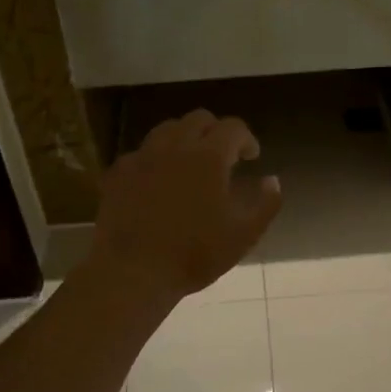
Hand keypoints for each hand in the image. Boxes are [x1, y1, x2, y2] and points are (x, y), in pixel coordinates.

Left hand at [89, 110, 282, 304]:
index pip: (233, 128)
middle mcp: (174, 146)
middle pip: (199, 120)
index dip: (247, 139)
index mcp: (208, 157)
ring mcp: (142, 157)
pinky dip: (157, 158)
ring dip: (186, 139)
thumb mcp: (243, 235)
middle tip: (224, 157)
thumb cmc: (194, 255)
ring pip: (167, 130)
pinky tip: (159, 182)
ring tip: (191, 165)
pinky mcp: (118, 173)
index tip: (251, 157)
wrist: (132, 272)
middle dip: (216, 132)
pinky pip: (142, 152)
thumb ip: (265, 204)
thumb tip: (272, 181)